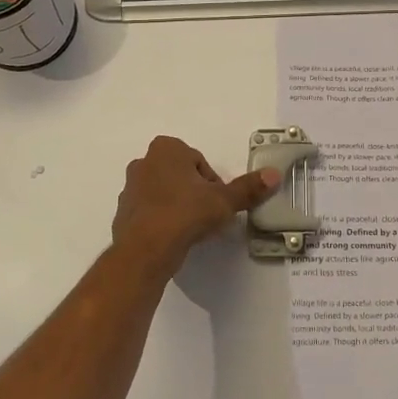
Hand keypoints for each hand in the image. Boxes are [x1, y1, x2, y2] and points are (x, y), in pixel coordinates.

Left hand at [112, 136, 279, 276]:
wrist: (145, 249)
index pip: (199, 162)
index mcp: (166, 149)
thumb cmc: (186, 213)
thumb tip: (274, 174)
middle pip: (181, 176)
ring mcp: (130, 188)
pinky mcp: (123, 213)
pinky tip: (173, 238)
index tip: (217, 203)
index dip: (212, 184)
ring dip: (178, 206)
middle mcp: (144, 162)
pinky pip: (150, 213)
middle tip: (207, 216)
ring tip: (191, 230)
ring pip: (164, 194)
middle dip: (194, 193)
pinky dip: (162, 221)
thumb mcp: (224, 201)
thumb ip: (248, 188)